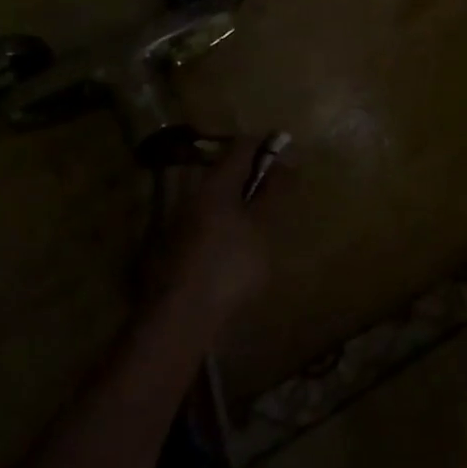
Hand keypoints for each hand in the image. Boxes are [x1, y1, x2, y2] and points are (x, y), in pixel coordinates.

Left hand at [141, 135, 277, 331]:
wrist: (178, 321)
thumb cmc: (228, 266)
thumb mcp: (262, 226)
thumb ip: (275, 190)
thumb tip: (288, 156)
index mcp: (216, 182)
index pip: (243, 145)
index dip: (268, 148)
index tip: (290, 163)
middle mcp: (194, 194)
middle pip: (228, 171)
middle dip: (255, 179)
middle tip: (280, 199)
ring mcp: (181, 222)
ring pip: (218, 199)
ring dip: (241, 205)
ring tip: (264, 228)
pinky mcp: (176, 249)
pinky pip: (209, 224)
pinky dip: (228, 228)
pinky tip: (238, 253)